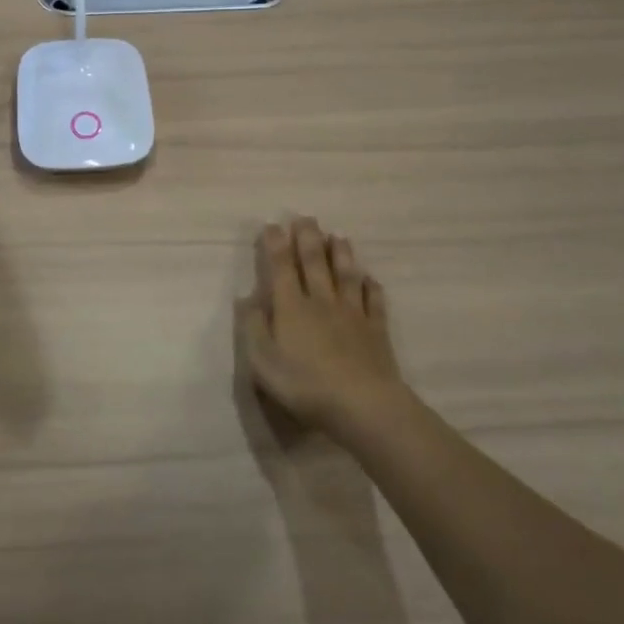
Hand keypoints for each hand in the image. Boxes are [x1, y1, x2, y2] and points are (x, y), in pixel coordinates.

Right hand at [238, 218, 403, 439]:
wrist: (363, 405)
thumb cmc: (306, 385)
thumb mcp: (263, 362)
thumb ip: (253, 328)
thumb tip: (247, 299)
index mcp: (291, 306)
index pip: (281, 266)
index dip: (275, 244)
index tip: (272, 225)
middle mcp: (321, 301)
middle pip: (315, 262)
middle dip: (308, 238)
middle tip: (306, 217)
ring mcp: (352, 314)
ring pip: (346, 275)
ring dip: (341, 254)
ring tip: (338, 236)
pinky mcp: (376, 331)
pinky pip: (375, 302)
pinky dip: (372, 288)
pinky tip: (371, 279)